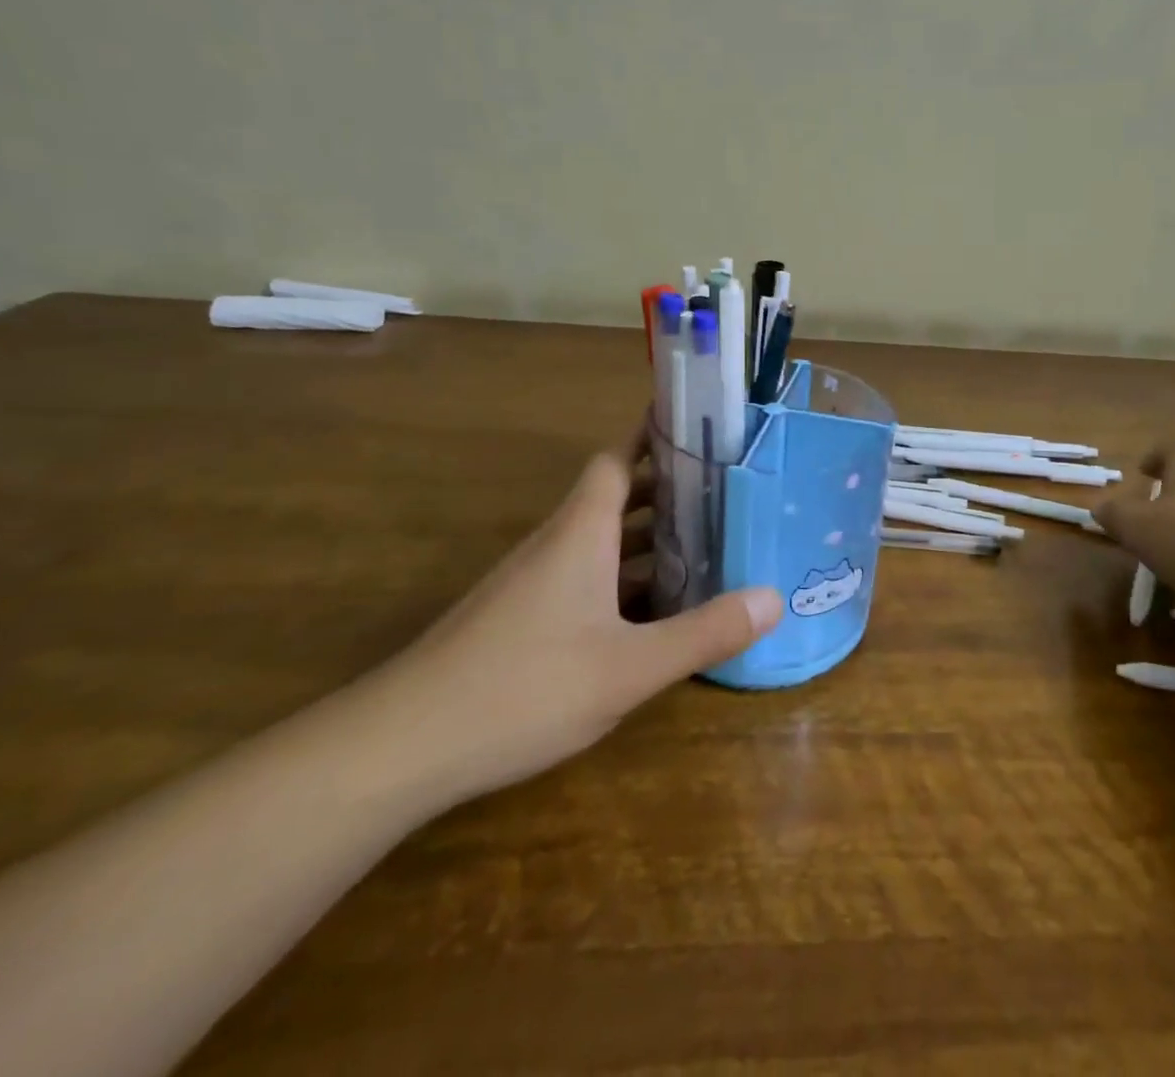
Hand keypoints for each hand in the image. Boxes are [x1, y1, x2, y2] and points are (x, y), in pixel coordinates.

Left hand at [355, 436, 781, 806]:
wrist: (400, 748)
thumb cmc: (523, 687)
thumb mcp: (629, 667)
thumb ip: (704, 632)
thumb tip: (774, 599)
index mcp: (581, 532)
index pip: (618, 458)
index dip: (653, 436)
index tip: (697, 426)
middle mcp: (556, 544)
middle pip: (615, 497)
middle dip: (667, 490)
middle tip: (726, 491)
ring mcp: (533, 582)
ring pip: (600, 542)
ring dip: (647, 539)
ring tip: (705, 545)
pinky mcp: (519, 619)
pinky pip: (584, 579)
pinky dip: (622, 580)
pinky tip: (651, 613)